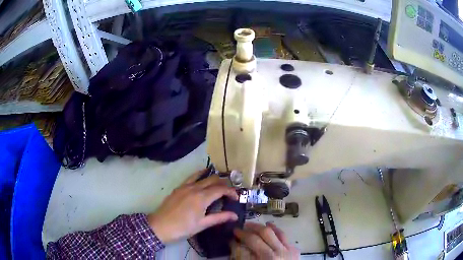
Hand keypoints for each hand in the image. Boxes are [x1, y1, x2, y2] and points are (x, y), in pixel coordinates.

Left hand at [147, 169, 238, 243]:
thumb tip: (235, 215)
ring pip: (202, 176)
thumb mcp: (203, 224)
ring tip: (219, 184)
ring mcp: (185, 186)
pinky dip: (200, 175)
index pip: (221, 189)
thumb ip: (220, 217)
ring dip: (212, 178)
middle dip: (224, 184)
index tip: (236, 198)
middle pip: (213, 180)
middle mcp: (195, 188)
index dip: (231, 191)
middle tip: (229, 193)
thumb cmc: (183, 228)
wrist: (160, 226)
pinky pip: (191, 177)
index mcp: (202, 197)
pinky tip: (202, 178)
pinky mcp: (178, 188)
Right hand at [233, 222, 299, 259]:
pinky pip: (284, 235)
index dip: (238, 238)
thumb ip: (243, 257)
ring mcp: (287, 250)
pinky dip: (275, 230)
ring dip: (261, 227)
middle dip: (248, 230)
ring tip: (251, 225)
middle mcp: (276, 253)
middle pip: (261, 235)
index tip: (231, 236)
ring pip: (273, 232)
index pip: (249, 244)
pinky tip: (270, 226)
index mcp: (265, 259)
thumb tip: (235, 245)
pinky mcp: (294, 249)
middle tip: (239, 229)